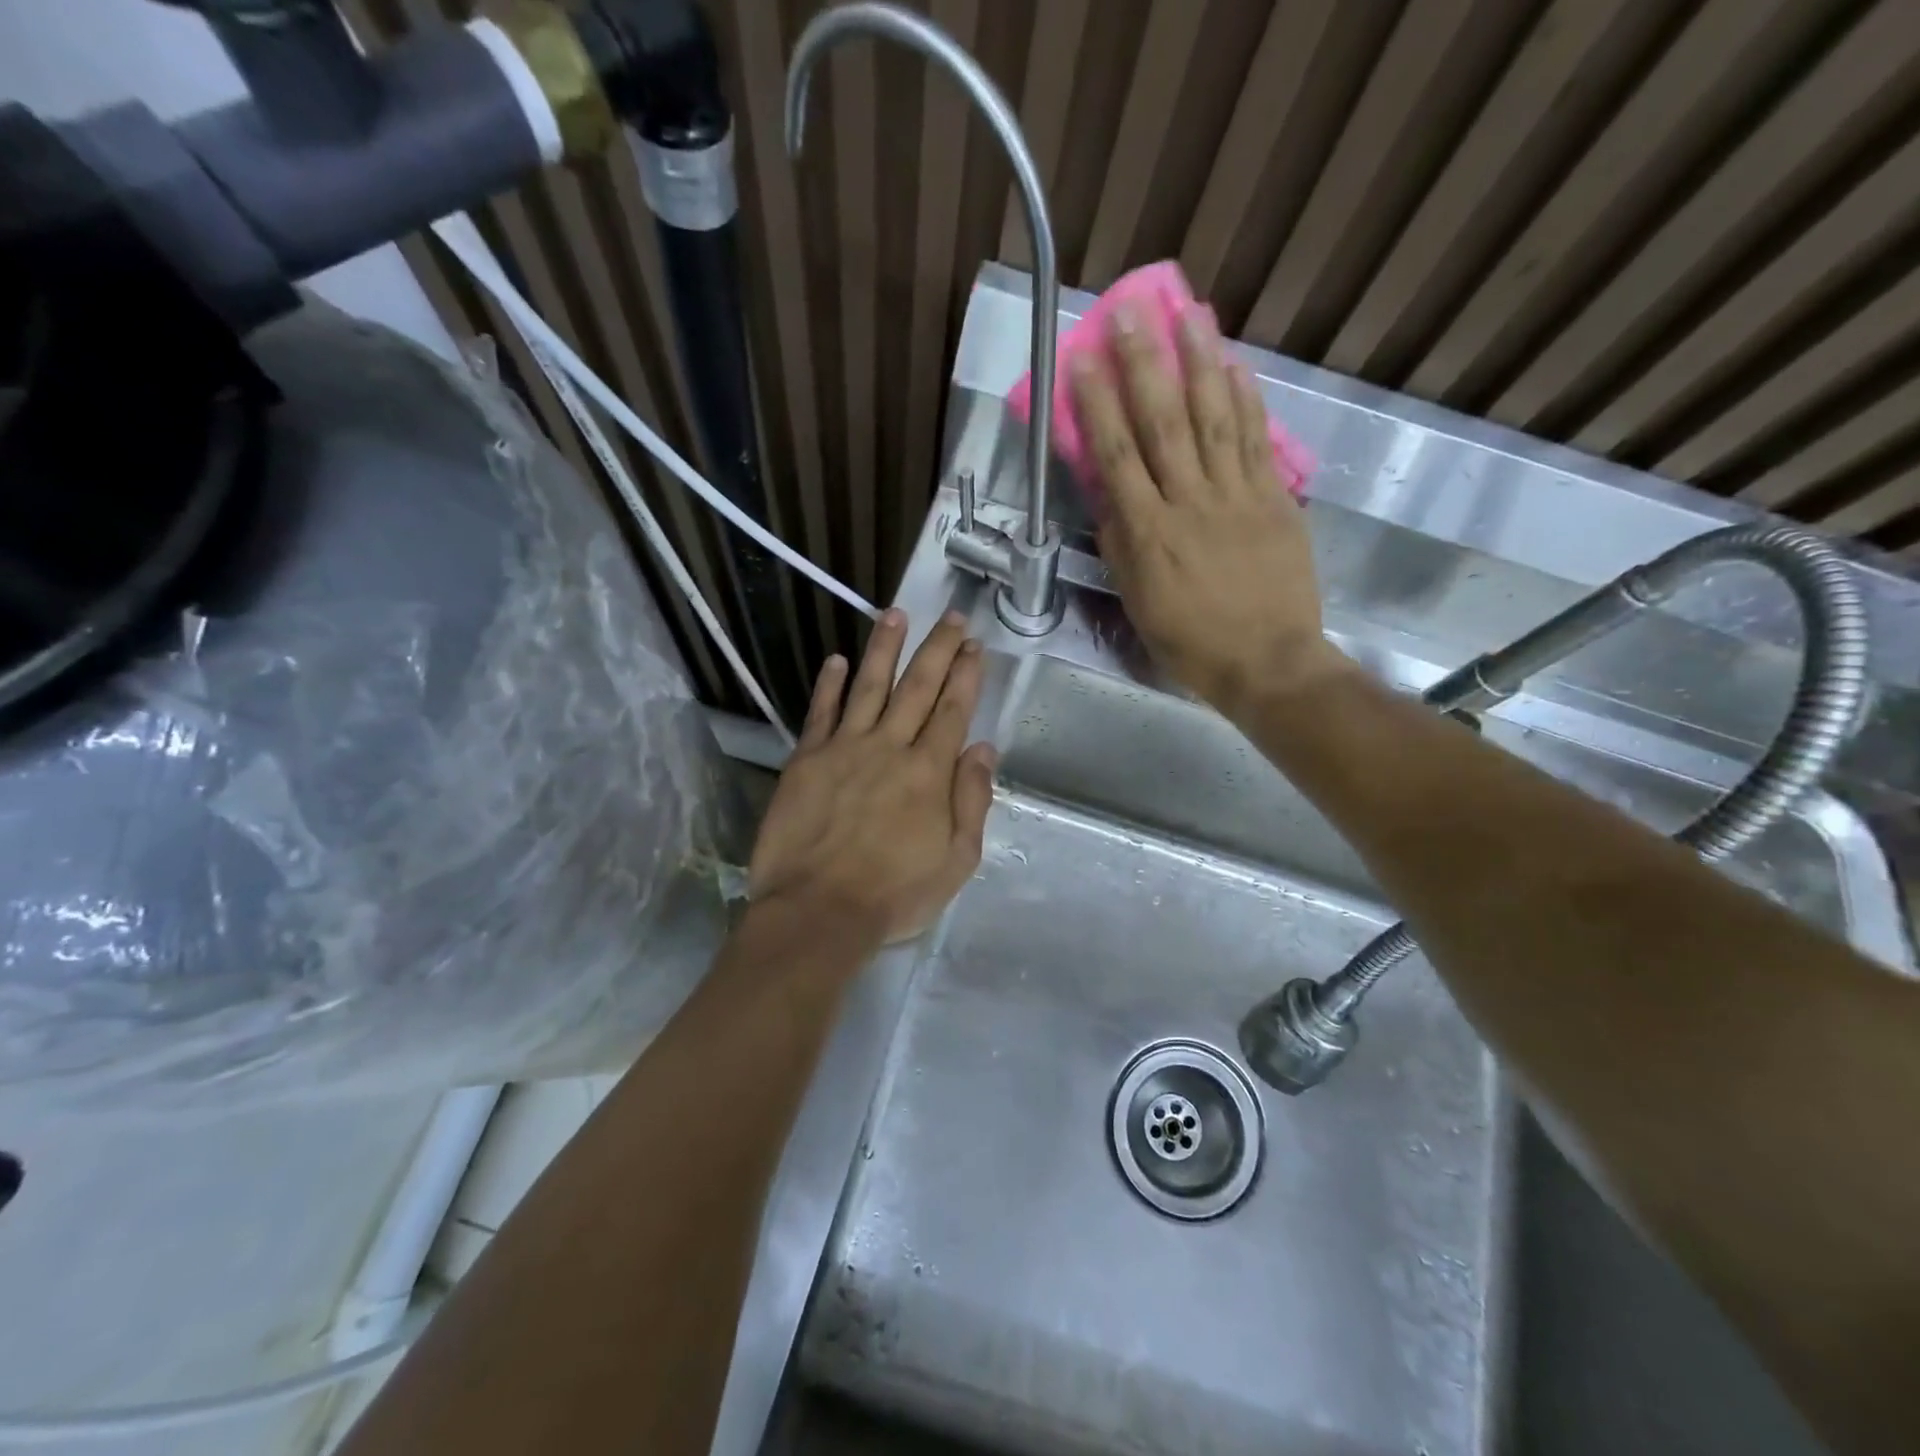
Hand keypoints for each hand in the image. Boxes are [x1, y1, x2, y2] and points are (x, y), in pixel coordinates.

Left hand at [749, 610, 996, 945]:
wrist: (817, 912)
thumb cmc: (894, 894)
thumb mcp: (956, 860)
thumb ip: (972, 800)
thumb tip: (982, 749)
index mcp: (929, 772)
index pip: (952, 711)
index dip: (966, 675)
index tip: (974, 646)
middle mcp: (889, 747)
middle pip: (917, 687)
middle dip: (938, 649)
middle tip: (951, 617)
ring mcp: (844, 749)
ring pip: (868, 687)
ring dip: (884, 649)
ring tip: (896, 614)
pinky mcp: (805, 760)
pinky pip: (820, 713)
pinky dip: (829, 685)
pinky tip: (836, 660)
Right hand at [1068, 301, 1343, 720]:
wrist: (1268, 662)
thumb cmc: (1190, 641)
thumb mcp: (1137, 602)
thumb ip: (1120, 545)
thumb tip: (1106, 496)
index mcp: (1149, 532)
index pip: (1118, 455)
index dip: (1098, 403)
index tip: (1084, 357)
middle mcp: (1190, 501)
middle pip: (1164, 421)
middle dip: (1145, 363)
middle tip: (1131, 310)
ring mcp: (1238, 495)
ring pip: (1215, 418)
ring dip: (1200, 362)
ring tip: (1188, 312)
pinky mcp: (1275, 498)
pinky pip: (1256, 440)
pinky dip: (1245, 399)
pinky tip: (1234, 365)